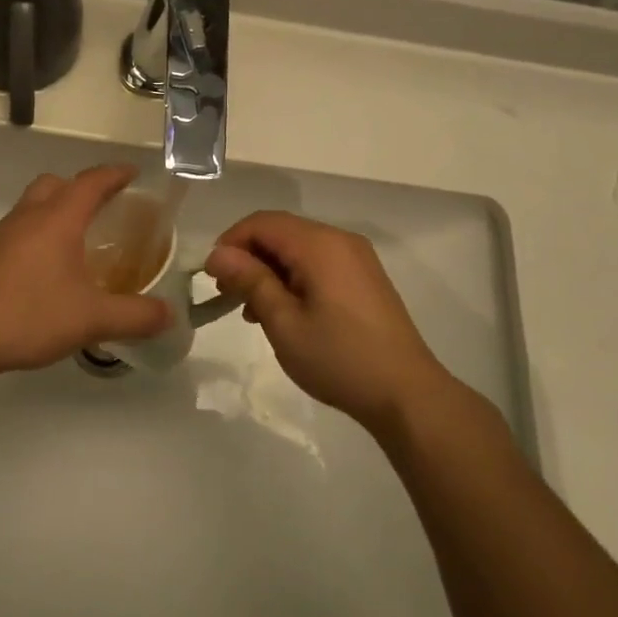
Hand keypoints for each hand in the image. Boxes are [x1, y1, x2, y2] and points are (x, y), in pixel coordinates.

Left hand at [0, 165, 171, 381]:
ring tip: (83, 237)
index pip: (92, 182)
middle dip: (84, 187)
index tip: (135, 175)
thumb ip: (135, 316)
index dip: (116, 174)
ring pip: (36, 203)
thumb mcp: (92, 319)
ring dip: (60, 208)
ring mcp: (5, 235)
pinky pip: (23, 227)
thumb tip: (169, 315)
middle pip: (57, 183)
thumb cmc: (28, 315)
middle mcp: (30, 217)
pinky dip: (42, 231)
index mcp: (58, 219)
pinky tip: (53, 267)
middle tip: (108, 208)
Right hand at [205, 211, 462, 434]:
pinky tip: (282, 311)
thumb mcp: (284, 322)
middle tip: (227, 293)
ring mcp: (356, 258)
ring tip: (250, 309)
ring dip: (268, 269)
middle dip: (248, 256)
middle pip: (280, 231)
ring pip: (297, 247)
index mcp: (319, 245)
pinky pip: (317, 262)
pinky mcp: (364, 278)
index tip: (212, 277)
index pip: (261, 223)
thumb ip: (250, 281)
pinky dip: (292, 277)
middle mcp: (339, 240)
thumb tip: (218, 254)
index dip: (230, 242)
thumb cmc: (338, 358)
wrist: (406, 393)